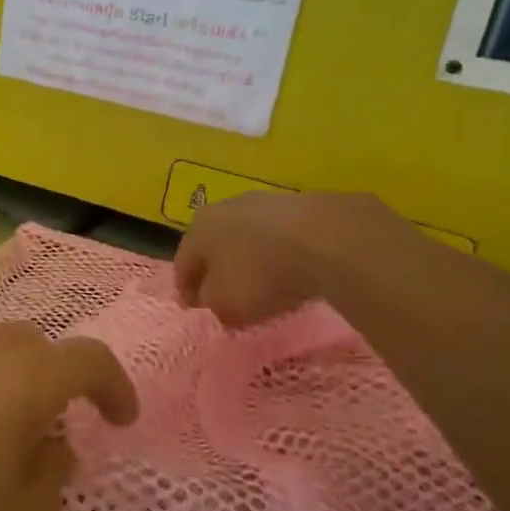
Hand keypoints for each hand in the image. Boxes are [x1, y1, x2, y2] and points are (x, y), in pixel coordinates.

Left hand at [0, 322, 138, 510]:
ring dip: (5, 386)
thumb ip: (54, 490)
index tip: (120, 422)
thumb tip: (46, 452)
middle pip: (28, 343)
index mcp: (17, 382)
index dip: (113, 386)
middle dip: (55, 378)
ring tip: (0, 446)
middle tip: (56, 433)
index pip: (85, 358)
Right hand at [174, 190, 416, 326]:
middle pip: (214, 245)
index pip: (183, 264)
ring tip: (262, 282)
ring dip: (249, 258)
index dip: (186, 290)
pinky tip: (292, 269)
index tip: (194, 309)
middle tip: (224, 293)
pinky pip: (280, 235)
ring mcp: (263, 201)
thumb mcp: (225, 304)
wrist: (326, 239)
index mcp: (198, 230)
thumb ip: (212, 304)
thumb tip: (212, 298)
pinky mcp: (300, 204)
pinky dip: (279, 252)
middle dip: (217, 269)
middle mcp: (224, 208)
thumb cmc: (261, 275)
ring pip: (247, 236)